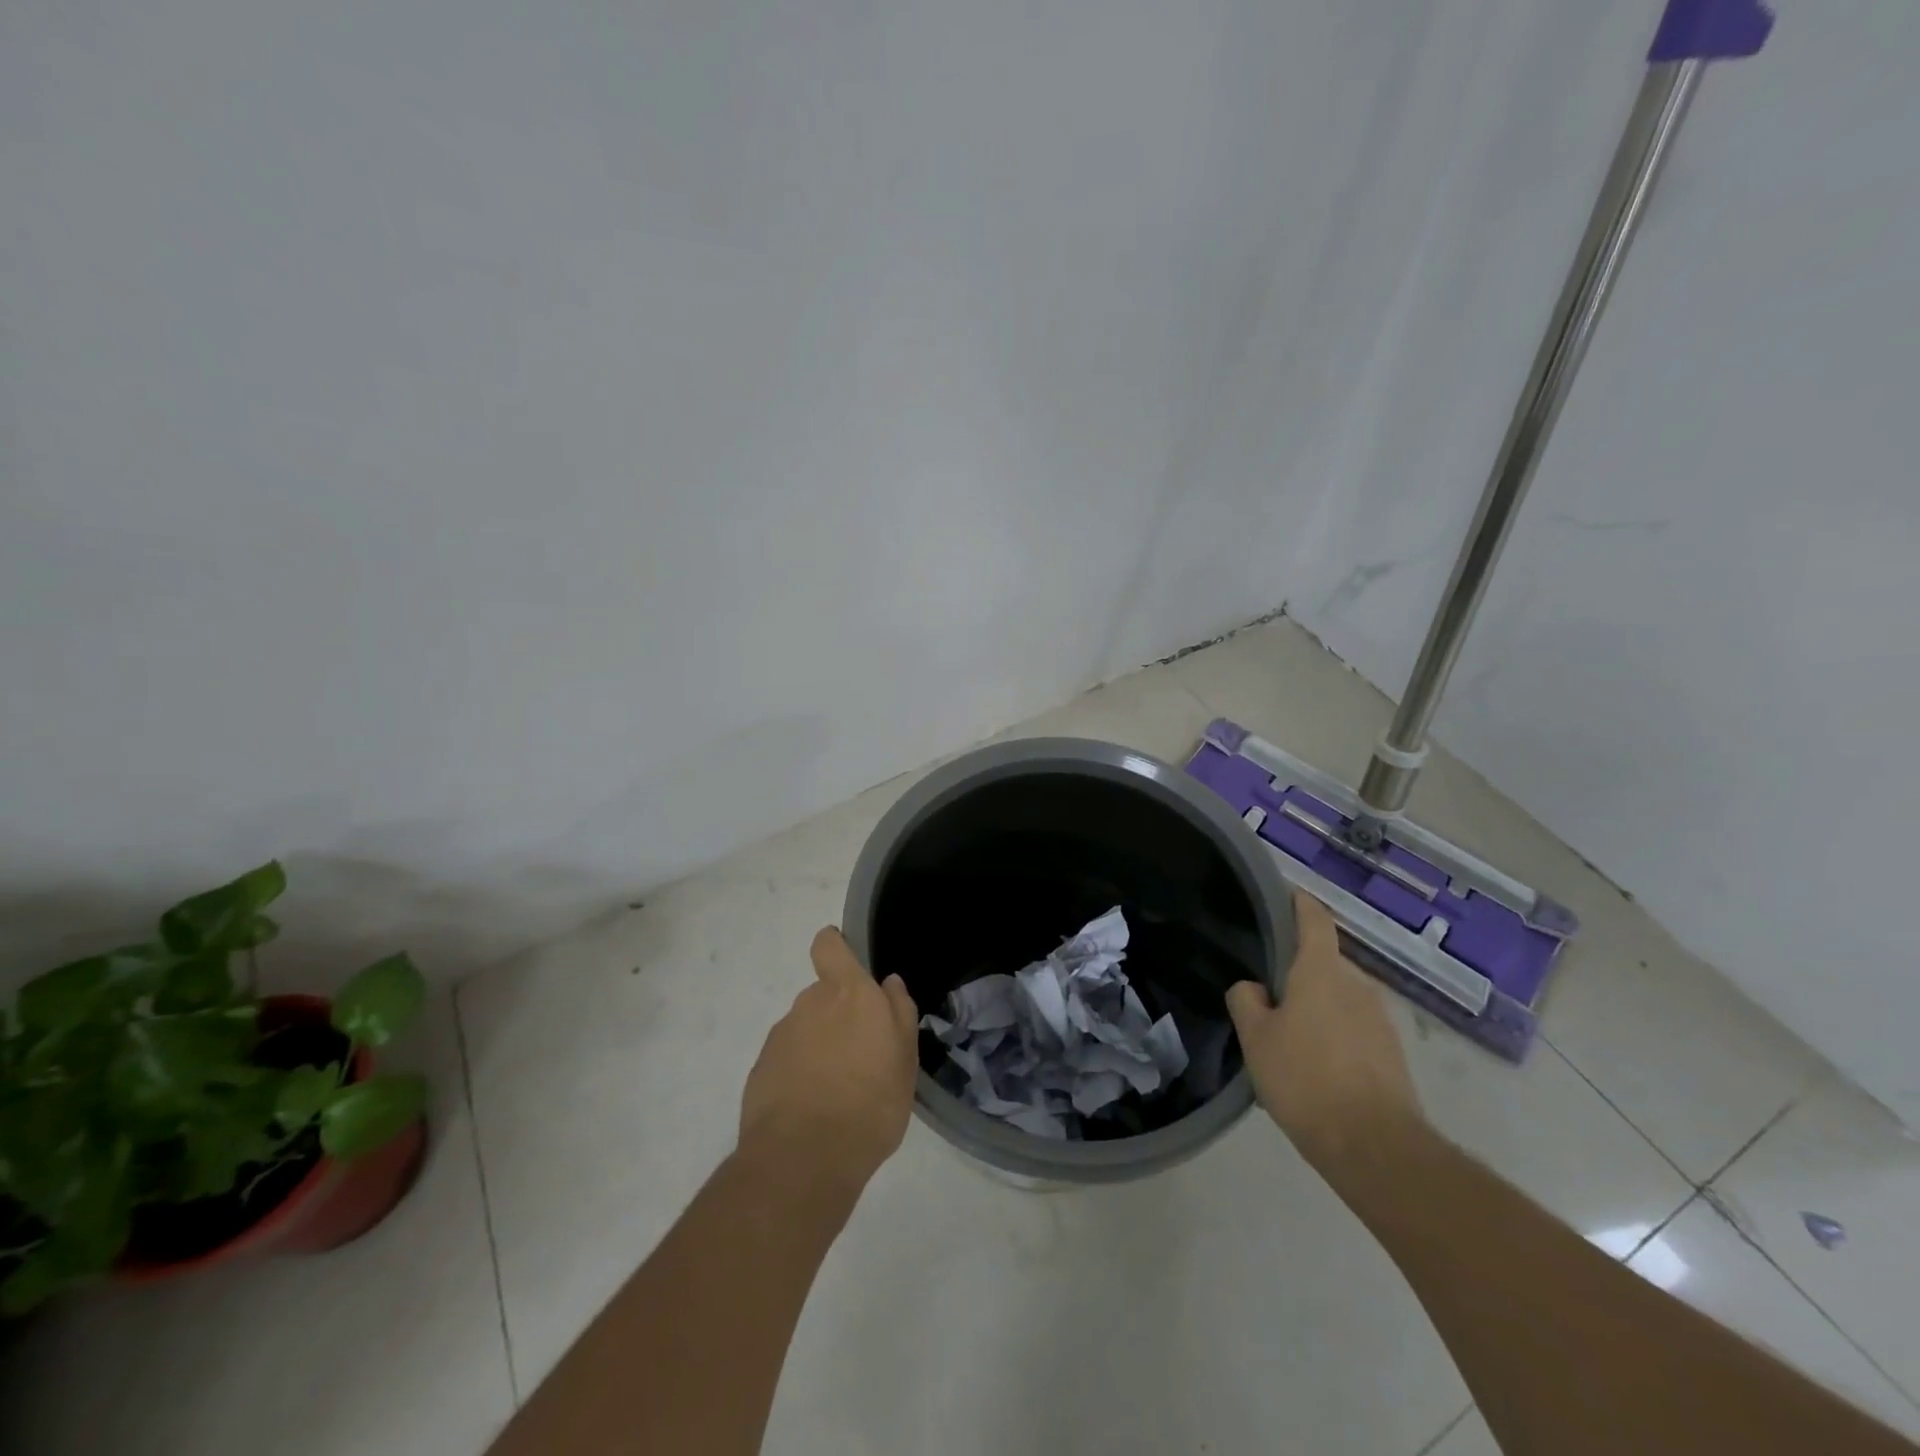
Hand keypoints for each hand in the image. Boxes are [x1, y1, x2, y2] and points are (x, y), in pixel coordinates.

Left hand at [738, 928, 919, 1188]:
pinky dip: (799, 1075)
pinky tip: (812, 1109)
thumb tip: (888, 983)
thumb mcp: (905, 1059)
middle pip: (823, 995)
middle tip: (860, 1056)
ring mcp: (780, 1037)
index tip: (847, 963)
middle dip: (838, 1016)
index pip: (828, 945)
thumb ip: (899, 1012)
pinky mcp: (760, 1070)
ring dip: (819, 1048)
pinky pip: (787, 1060)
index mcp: (847, 993)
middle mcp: (809, 1004)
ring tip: (838, 1091)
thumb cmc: (870, 1103)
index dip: (835, 947)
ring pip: (805, 1030)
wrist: (804, 1159)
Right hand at [1226, 890, 1422, 1168]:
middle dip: (1298, 971)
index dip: (1298, 903)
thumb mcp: (1255, 1038)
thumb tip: (1253, 987)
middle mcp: (1357, 985)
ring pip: (1339, 997)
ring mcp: (1380, 1019)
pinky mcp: (1392, 1053)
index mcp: (1321, 972)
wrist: (1375, 1147)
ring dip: (1317, 1005)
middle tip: (1267, 992)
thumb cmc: (1305, 1078)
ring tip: (1289, 1035)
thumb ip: (1247, 1001)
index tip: (1282, 896)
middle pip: (1323, 962)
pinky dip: (1334, 1033)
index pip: (1313, 919)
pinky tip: (1316, 1065)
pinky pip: (1354, 1027)